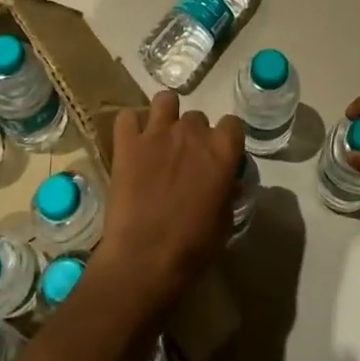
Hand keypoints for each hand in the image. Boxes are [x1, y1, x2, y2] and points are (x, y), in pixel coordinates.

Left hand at [88, 90, 244, 324]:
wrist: (143, 260)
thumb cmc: (191, 248)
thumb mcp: (224, 223)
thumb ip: (228, 193)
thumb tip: (230, 182)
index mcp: (221, 151)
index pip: (232, 124)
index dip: (226, 139)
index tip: (218, 156)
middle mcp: (192, 132)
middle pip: (197, 116)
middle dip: (193, 134)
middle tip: (185, 159)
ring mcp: (158, 133)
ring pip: (165, 101)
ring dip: (165, 115)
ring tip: (159, 138)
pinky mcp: (127, 143)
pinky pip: (127, 117)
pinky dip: (130, 126)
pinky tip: (132, 142)